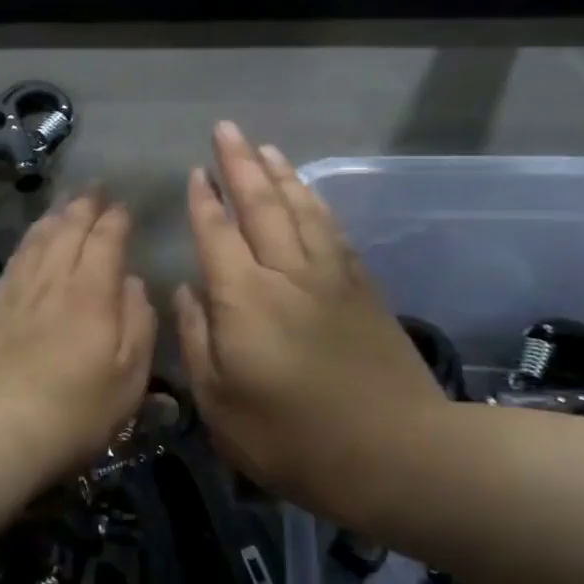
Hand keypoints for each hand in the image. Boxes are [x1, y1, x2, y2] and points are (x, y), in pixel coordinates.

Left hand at [0, 192, 156, 476]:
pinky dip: (28, 240)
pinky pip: (15, 259)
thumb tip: (132, 283)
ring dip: (55, 216)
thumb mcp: (130, 376)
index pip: (105, 239)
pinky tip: (30, 240)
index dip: (116, 219)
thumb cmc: (76, 410)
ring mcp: (18, 290)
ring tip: (64, 203)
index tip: (123, 207)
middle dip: (84, 205)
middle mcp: (54, 279)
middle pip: (68, 229)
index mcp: (92, 292)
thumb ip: (138, 322)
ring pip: (38, 238)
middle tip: (94, 188)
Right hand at [175, 122, 446, 522]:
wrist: (397, 454)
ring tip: (264, 148)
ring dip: (280, 174)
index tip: (195, 171)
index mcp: (244, 299)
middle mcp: (286, 273)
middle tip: (226, 129)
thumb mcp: (221, 405)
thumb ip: (196, 340)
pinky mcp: (363, 288)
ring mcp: (330, 277)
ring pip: (301, 209)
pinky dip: (316, 204)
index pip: (217, 234)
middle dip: (239, 164)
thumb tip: (186, 290)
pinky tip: (309, 194)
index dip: (203, 201)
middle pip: (261, 205)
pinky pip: (332, 231)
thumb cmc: (293, 440)